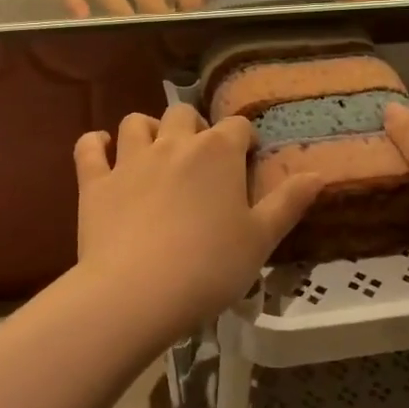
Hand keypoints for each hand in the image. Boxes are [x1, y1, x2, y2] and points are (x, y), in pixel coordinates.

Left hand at [73, 106, 323, 340]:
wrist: (138, 292)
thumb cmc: (210, 267)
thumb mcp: (261, 239)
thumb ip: (288, 203)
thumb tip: (319, 174)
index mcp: (218, 153)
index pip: (237, 127)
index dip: (243, 140)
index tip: (245, 162)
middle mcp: (173, 144)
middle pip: (184, 114)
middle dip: (194, 128)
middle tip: (200, 159)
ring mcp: (130, 160)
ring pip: (136, 122)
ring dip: (147, 130)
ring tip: (154, 151)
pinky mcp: (95, 181)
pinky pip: (89, 147)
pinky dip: (95, 143)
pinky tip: (102, 149)